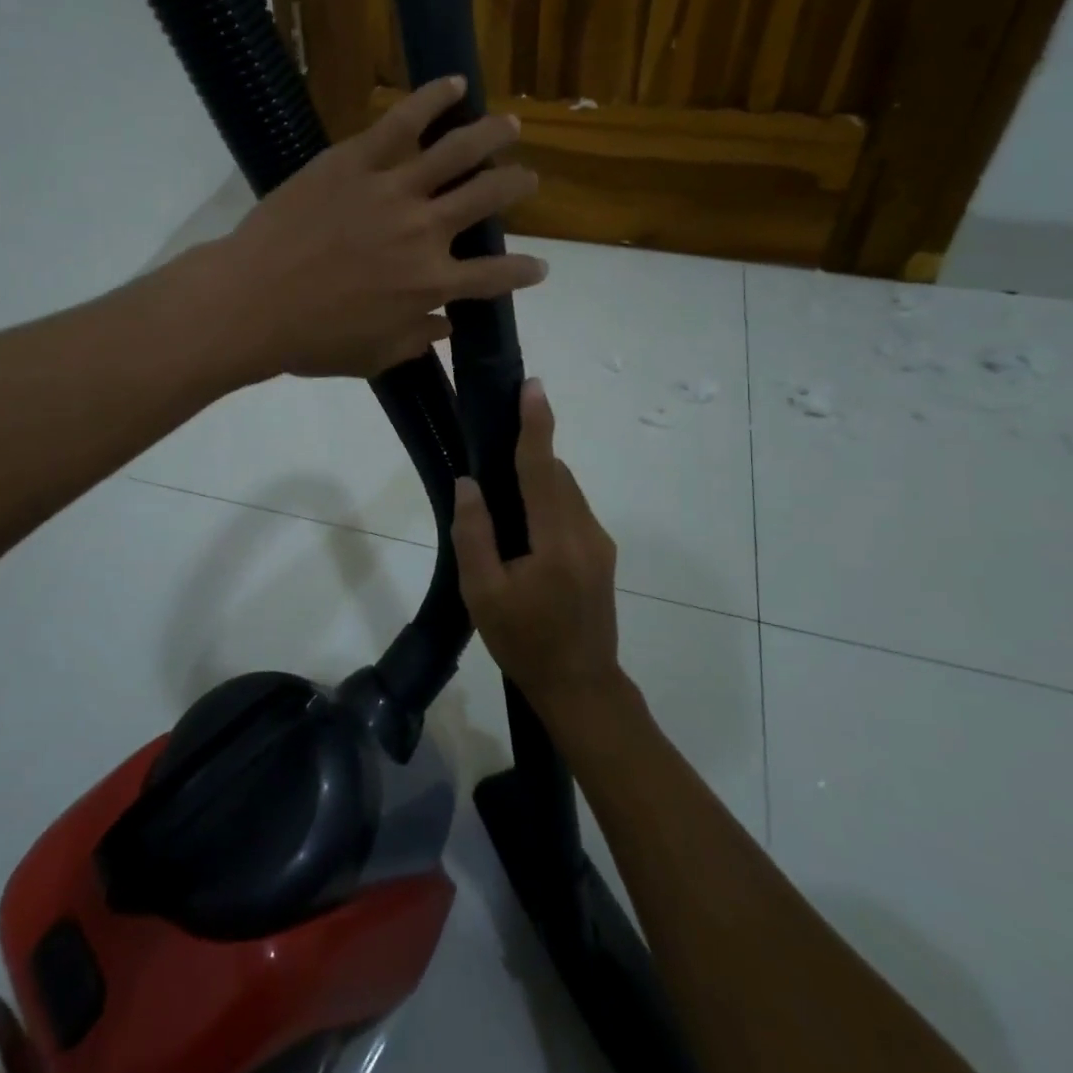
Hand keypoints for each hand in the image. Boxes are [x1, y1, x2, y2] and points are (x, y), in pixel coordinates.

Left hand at [211, 76, 546, 379]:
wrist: (252, 302)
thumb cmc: (311, 340)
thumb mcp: (374, 356)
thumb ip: (417, 340)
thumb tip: (448, 328)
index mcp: (431, 284)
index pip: (495, 276)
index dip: (524, 272)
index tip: (540, 267)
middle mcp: (425, 231)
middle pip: (488, 198)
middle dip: (517, 186)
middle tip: (528, 180)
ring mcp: (392, 190)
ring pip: (458, 151)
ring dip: (492, 135)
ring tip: (510, 126)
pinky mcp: (356, 160)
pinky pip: (401, 120)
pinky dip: (433, 98)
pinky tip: (456, 84)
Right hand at [452, 379, 623, 718]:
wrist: (581, 686)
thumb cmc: (524, 642)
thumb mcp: (483, 593)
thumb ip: (474, 534)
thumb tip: (470, 483)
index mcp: (556, 541)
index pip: (543, 469)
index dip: (536, 425)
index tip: (532, 386)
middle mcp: (586, 532)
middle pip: (556, 476)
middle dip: (530, 454)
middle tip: (492, 449)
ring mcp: (600, 544)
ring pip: (566, 492)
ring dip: (538, 481)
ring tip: (502, 501)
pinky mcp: (602, 554)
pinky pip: (572, 511)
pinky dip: (548, 503)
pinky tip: (524, 530)